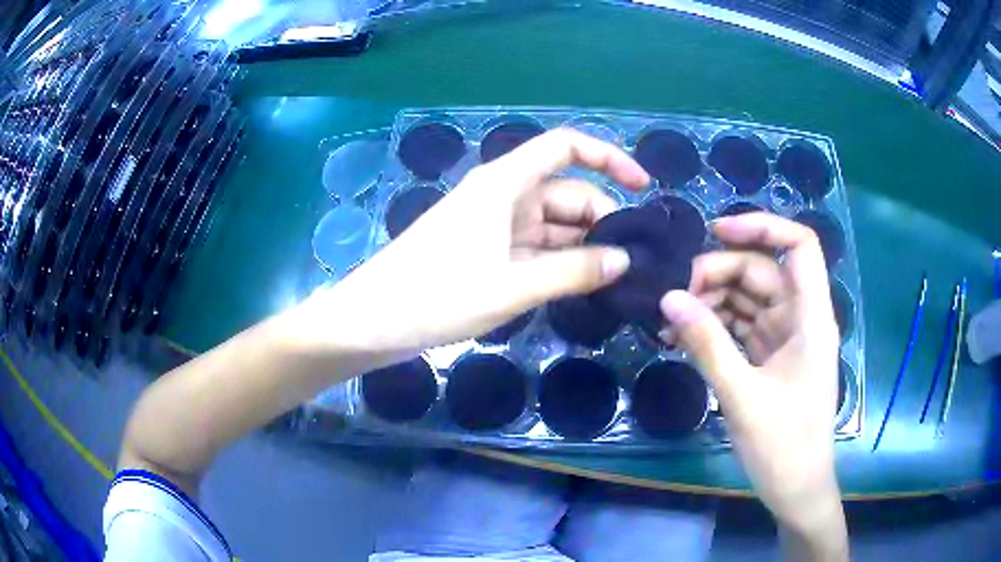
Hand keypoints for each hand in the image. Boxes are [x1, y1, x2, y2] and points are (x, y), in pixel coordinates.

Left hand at [296, 128, 648, 359]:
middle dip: (601, 222)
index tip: (643, 187)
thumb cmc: (436, 296)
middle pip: (566, 193)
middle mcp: (502, 195)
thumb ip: (573, 271)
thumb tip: (624, 260)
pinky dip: (559, 262)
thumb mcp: (512, 286)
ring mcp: (494, 224)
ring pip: (553, 225)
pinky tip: (581, 285)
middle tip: (632, 264)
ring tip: (614, 281)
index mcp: (505, 183)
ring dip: (583, 248)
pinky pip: (535, 247)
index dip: (608, 158)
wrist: (373, 321)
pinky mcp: (487, 250)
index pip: (565, 147)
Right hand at [660, 212, 846, 558]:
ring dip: (710, 303)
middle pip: (761, 271)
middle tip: (673, 298)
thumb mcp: (742, 396)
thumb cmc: (783, 445)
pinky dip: (713, 327)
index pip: (799, 245)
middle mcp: (800, 318)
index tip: (715, 231)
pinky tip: (682, 338)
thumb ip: (708, 345)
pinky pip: (740, 327)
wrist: (795, 488)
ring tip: (669, 322)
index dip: (762, 226)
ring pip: (746, 298)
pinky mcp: (769, 357)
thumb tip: (668, 300)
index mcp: (811, 317)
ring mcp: (784, 338)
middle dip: (717, 275)